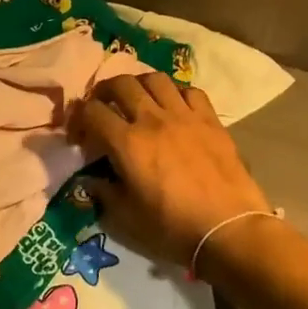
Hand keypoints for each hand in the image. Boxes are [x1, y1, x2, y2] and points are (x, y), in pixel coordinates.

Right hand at [70, 73, 272, 269]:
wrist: (228, 229)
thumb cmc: (173, 227)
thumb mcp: (127, 217)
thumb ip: (104, 193)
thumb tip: (90, 181)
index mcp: (127, 143)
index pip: (92, 111)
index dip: (79, 118)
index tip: (80, 134)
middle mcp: (153, 119)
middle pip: (121, 83)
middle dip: (105, 91)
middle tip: (103, 105)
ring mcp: (184, 116)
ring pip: (156, 79)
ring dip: (140, 84)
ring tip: (138, 99)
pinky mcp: (211, 120)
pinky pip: (190, 91)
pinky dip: (176, 93)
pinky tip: (175, 108)